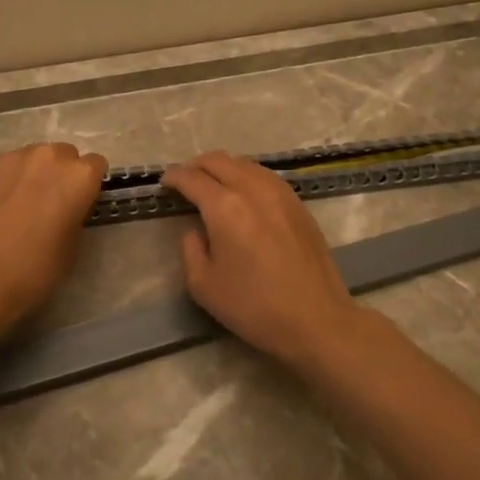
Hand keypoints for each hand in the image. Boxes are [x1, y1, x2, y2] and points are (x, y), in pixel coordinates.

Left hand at [0, 142, 107, 332]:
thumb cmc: (34, 268)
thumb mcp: (73, 246)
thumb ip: (76, 214)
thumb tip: (66, 208)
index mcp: (79, 176)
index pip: (96, 165)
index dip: (88, 185)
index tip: (79, 204)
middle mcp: (50, 156)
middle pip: (65, 155)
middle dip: (62, 173)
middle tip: (50, 203)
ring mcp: (15, 157)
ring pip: (34, 156)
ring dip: (35, 172)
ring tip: (21, 202)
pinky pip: (8, 165)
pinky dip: (9, 177)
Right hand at [159, 151, 364, 368]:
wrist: (316, 319)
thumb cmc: (253, 307)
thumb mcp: (203, 285)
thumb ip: (190, 249)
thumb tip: (196, 229)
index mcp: (224, 207)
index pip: (192, 178)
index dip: (174, 177)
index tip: (164, 182)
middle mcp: (252, 189)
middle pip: (219, 160)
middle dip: (196, 166)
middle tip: (185, 180)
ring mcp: (280, 193)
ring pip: (245, 164)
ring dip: (223, 168)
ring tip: (213, 184)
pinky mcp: (298, 204)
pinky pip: (265, 176)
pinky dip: (246, 176)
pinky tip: (244, 193)